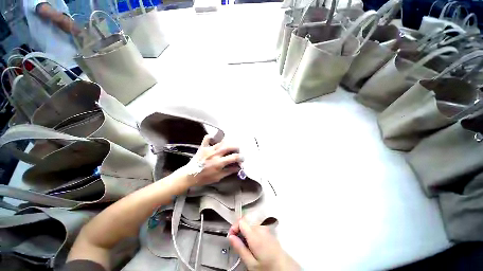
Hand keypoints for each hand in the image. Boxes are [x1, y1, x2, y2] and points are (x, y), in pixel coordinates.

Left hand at [183, 136, 242, 186]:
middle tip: (238, 149)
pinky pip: (207, 138)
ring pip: (221, 142)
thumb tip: (238, 168)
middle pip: (229, 146)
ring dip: (228, 142)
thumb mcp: (218, 177)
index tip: (243, 158)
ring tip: (230, 145)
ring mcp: (208, 149)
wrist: (188, 176)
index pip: (233, 157)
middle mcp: (215, 154)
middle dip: (236, 147)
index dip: (240, 157)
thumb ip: (228, 171)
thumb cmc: (204, 178)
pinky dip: (211, 137)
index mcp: (219, 163)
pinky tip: (215, 138)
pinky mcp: (203, 147)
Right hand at [228, 219, 300, 270]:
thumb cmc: (267, 267)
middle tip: (235, 241)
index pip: (241, 221)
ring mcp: (265, 228)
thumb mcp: (251, 263)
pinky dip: (250, 231)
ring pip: (250, 223)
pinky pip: (256, 226)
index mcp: (255, 234)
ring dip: (244, 230)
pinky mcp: (268, 230)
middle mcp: (260, 228)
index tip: (231, 236)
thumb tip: (230, 237)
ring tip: (243, 243)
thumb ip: (240, 248)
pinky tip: (251, 242)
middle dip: (238, 229)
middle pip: (245, 221)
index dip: (234, 227)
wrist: (284, 267)